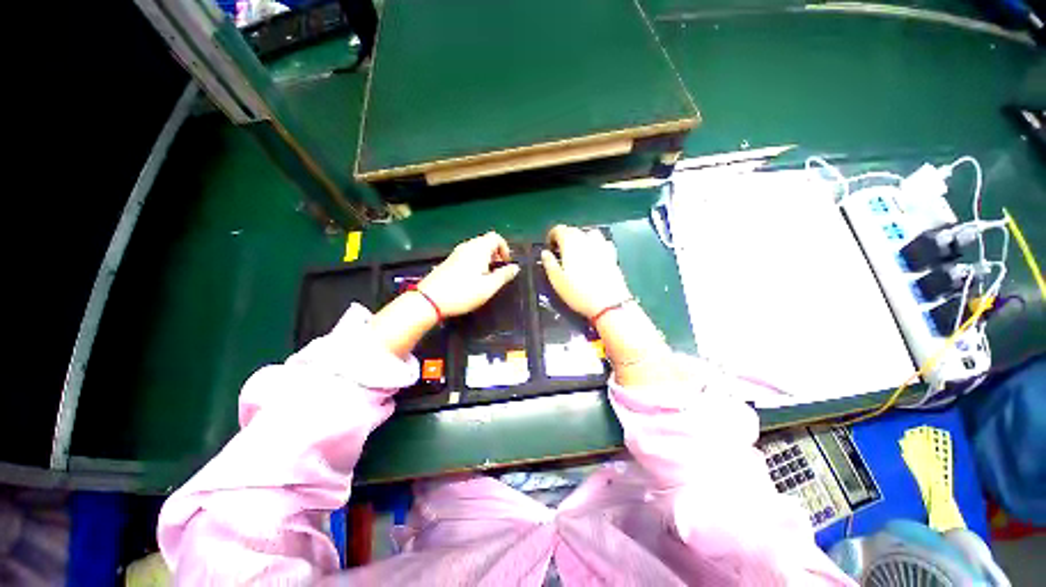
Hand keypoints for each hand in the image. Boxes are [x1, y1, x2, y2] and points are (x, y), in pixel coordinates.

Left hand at [418, 231, 520, 317]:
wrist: (430, 300)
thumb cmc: (463, 293)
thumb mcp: (488, 287)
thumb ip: (504, 276)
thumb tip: (515, 267)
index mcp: (479, 249)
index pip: (496, 237)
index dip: (505, 249)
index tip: (506, 264)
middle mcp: (467, 246)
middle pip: (486, 242)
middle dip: (496, 254)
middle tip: (498, 272)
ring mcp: (456, 253)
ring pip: (477, 249)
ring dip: (486, 259)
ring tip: (487, 277)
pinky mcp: (449, 261)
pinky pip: (468, 255)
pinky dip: (476, 262)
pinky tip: (474, 279)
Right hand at [541, 225, 631, 318]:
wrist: (608, 303)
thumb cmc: (578, 292)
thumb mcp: (556, 280)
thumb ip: (549, 263)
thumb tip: (545, 252)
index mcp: (570, 243)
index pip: (559, 229)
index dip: (552, 236)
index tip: (550, 248)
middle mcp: (586, 239)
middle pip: (574, 230)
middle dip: (565, 237)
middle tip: (560, 252)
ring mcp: (601, 246)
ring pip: (589, 233)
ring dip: (581, 238)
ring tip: (577, 251)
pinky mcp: (612, 255)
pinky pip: (602, 242)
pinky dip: (595, 244)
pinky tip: (594, 255)